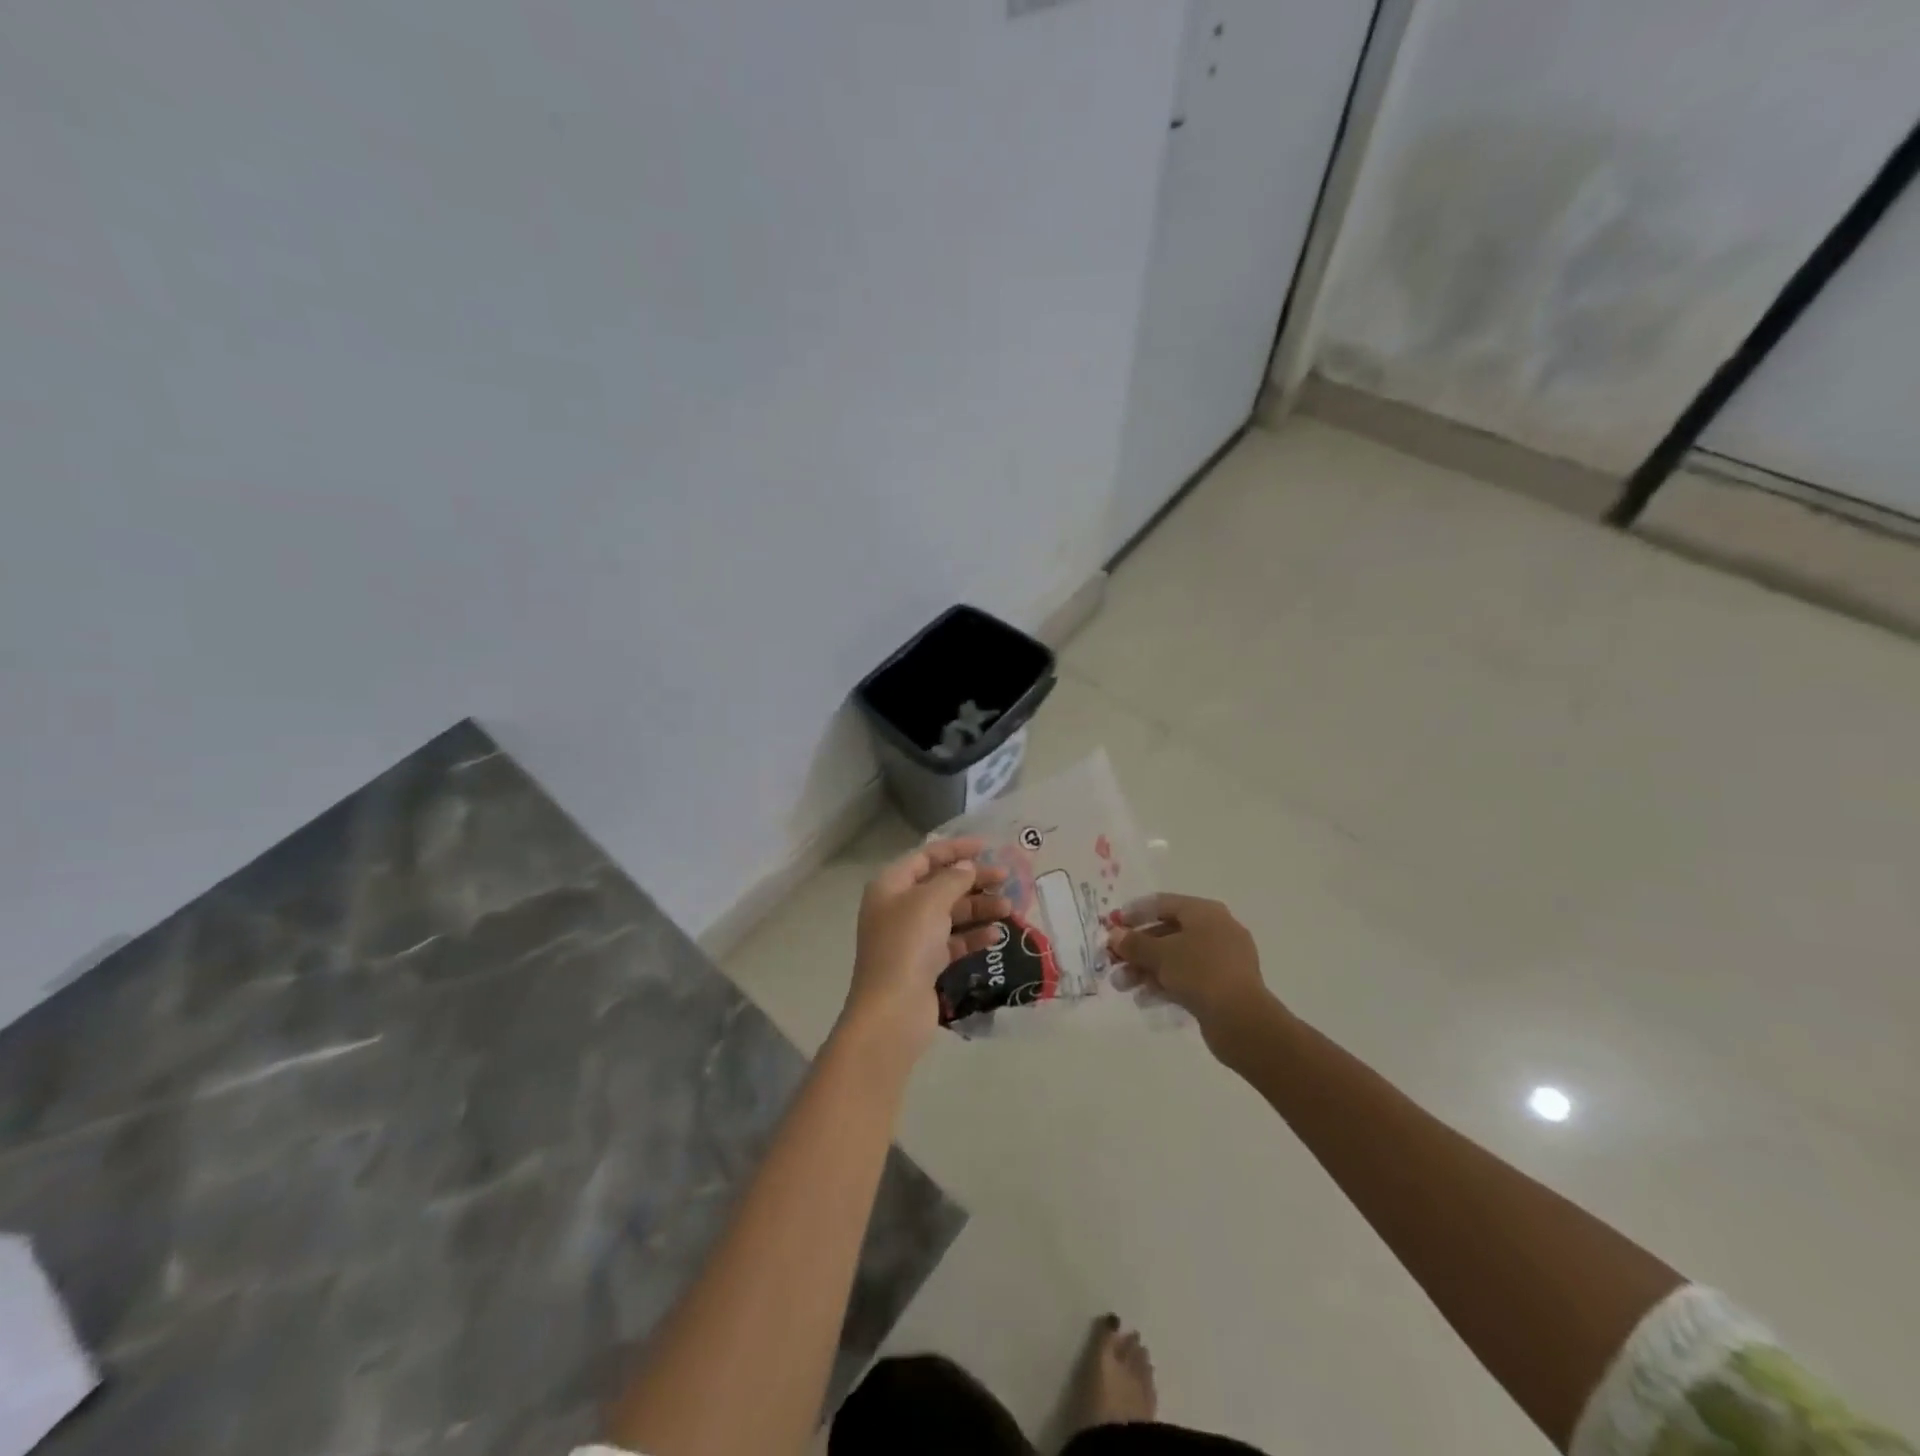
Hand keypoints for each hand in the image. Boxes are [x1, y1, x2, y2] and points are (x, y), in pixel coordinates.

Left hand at [841, 837, 1010, 1064]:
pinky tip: (996, 936)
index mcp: (890, 886)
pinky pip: (953, 941)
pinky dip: (973, 936)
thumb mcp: (930, 902)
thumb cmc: (907, 945)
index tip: (987, 847)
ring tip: (1009, 910)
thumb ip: (952, 879)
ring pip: (950, 914)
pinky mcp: (925, 963)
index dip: (955, 849)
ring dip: (979, 908)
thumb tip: (966, 866)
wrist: (893, 1011)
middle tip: (1007, 880)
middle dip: (974, 880)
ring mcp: (911, 937)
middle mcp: (898, 907)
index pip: (925, 857)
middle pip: (941, 885)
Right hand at [1107, 894, 1275, 1051]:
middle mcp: (1216, 930)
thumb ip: (1134, 943)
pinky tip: (1145, 999)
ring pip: (1176, 958)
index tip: (1112, 926)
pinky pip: (1188, 977)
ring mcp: (1222, 959)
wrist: (1241, 1019)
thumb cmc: (1199, 972)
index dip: (1134, 913)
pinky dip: (1165, 984)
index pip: (1162, 904)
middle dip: (1137, 949)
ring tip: (1122, 986)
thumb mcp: (1160, 955)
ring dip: (1146, 970)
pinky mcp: (1224, 985)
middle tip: (1112, 962)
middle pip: (1167, 933)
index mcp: (1205, 912)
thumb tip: (1114, 935)